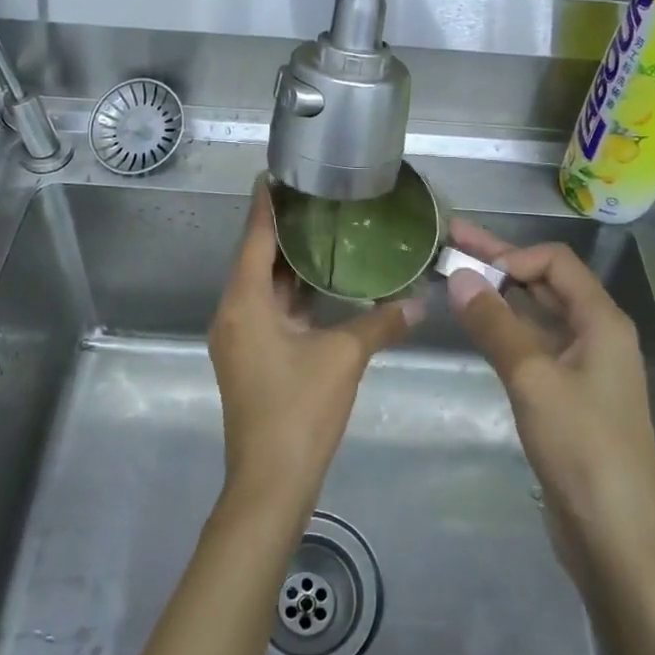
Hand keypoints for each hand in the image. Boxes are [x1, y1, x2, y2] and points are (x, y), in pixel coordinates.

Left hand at [208, 182, 422, 523]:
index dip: (267, 203)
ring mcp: (239, 337)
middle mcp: (233, 312)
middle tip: (318, 197)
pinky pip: (268, 308)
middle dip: (283, 228)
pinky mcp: (250, 356)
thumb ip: (381, 322)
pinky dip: (291, 291)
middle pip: (255, 257)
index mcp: (244, 302)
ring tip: (324, 230)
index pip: (254, 236)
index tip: (280, 171)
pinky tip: (321, 282)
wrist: (270, 483)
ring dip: (288, 261)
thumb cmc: (299, 411)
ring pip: (262, 285)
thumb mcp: (343, 358)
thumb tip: (421, 300)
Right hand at [444, 221, 654, 579]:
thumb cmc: (582, 449)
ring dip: (499, 296)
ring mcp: (583, 367)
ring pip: (537, 315)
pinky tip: (477, 327)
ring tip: (455, 280)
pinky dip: (505, 330)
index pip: (555, 262)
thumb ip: (495, 325)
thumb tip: (460, 277)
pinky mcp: (568, 395)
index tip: (470, 269)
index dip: (512, 256)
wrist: (616, 536)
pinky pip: (534, 346)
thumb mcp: (533, 380)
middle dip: (499, 263)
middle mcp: (596, 335)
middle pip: (546, 284)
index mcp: (602, 321)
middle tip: (450, 241)